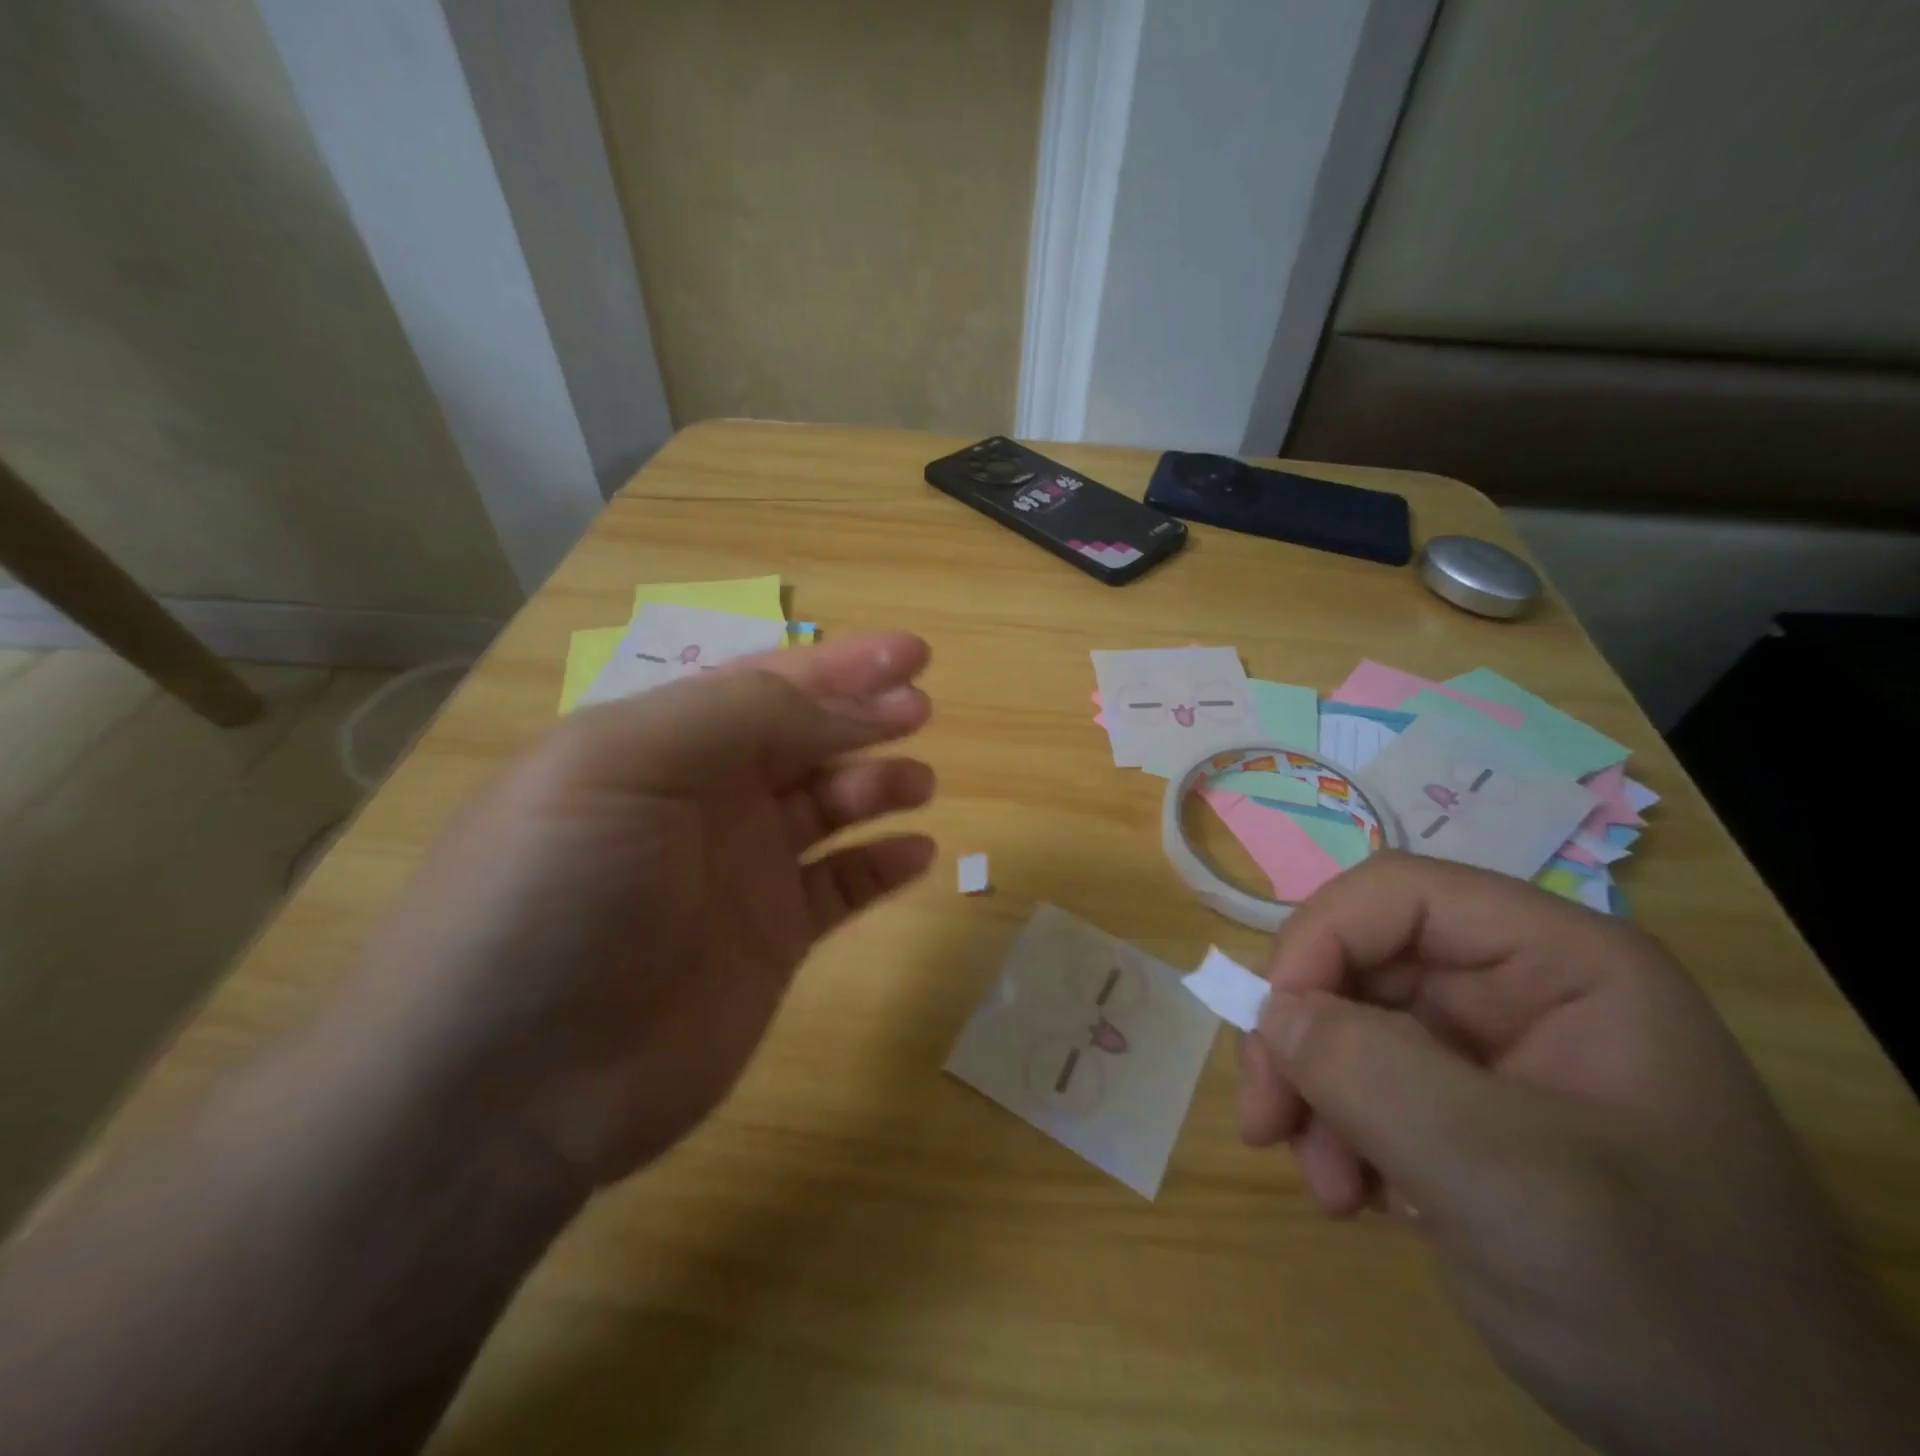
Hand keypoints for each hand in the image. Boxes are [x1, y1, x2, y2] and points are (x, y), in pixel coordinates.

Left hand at [332, 631, 936, 1189]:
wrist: (504, 1088)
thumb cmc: (553, 895)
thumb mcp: (622, 766)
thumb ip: (740, 718)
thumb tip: (847, 708)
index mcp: (658, 745)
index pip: (762, 683)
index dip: (837, 665)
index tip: (910, 655)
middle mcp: (702, 800)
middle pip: (802, 739)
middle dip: (864, 716)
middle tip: (922, 709)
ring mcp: (739, 874)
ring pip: (828, 808)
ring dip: (878, 784)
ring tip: (920, 782)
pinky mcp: (770, 942)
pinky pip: (841, 889)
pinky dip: (882, 866)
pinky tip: (917, 853)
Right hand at [1238, 854, 1919, 1455]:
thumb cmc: (1665, 1305)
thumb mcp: (1509, 1182)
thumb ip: (1373, 1075)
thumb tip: (1271, 1012)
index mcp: (1562, 963)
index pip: (1400, 896)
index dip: (1319, 941)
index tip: (1270, 1028)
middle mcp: (1522, 987)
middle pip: (1362, 961)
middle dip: (1304, 1038)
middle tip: (1267, 1122)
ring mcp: (1493, 1049)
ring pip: (1350, 1022)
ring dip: (1315, 1096)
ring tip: (1327, 1188)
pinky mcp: (1468, 1106)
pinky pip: (1366, 1080)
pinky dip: (1338, 1131)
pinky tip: (1358, 1199)